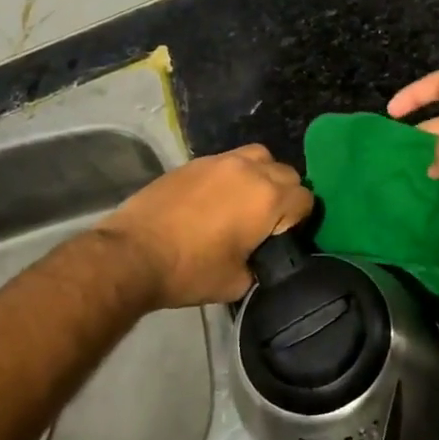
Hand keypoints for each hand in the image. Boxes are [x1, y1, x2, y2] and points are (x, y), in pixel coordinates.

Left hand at [99, 145, 314, 309]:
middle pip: (286, 172)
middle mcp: (249, 169)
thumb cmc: (190, 270)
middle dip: (284, 195)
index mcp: (268, 198)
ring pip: (257, 157)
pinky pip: (227, 161)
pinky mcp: (194, 162)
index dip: (300, 220)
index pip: (305, 199)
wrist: (133, 253)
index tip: (284, 238)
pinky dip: (231, 175)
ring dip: (260, 175)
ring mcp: (220, 161)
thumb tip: (260, 258)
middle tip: (266, 222)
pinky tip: (215, 200)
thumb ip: (261, 264)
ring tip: (245, 201)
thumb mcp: (237, 282)